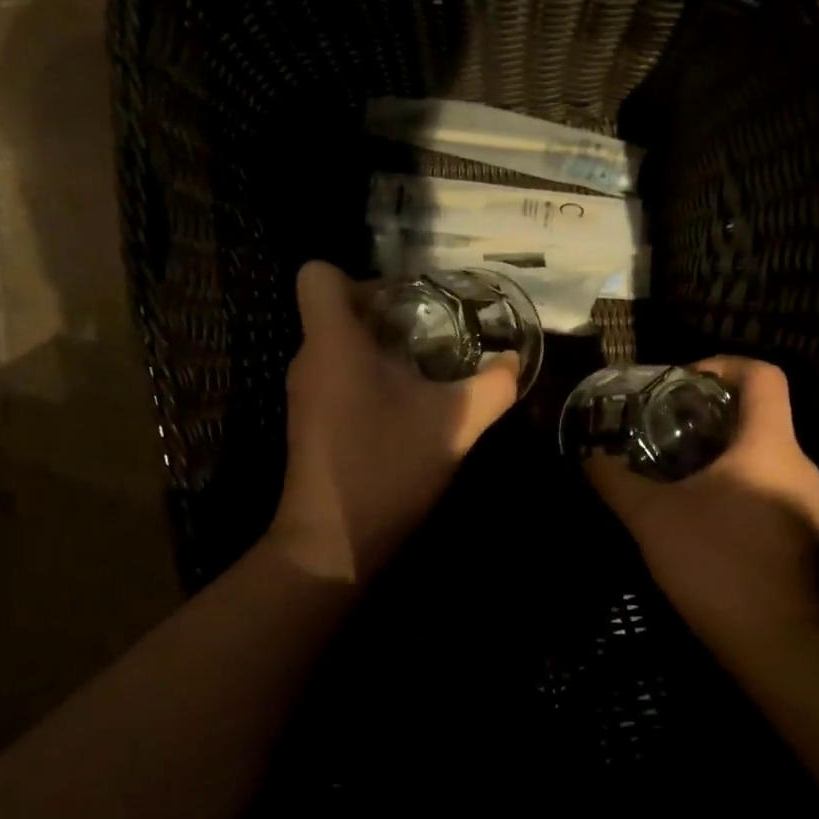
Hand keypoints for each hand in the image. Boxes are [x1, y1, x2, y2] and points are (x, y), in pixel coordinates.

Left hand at [268, 261, 519, 582]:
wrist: (333, 543)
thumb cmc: (386, 467)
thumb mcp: (454, 424)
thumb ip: (492, 387)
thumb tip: (515, 361)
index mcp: (333, 342)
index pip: (317, 275)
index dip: (358, 277)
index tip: (404, 303)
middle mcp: (309, 359)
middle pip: (334, 310)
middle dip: (384, 314)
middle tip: (432, 334)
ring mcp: (304, 393)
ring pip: (336, 346)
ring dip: (379, 350)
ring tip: (425, 372)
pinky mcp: (308, 422)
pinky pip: (335, 377)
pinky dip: (366, 380)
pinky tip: (404, 410)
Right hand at [584, 357, 818, 656]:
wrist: (775, 643)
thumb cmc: (715, 563)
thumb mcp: (652, 517)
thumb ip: (616, 481)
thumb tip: (589, 457)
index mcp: (769, 445)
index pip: (763, 376)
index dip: (721, 365)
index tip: (680, 383)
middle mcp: (797, 463)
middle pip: (759, 412)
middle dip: (708, 411)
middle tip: (661, 425)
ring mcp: (804, 501)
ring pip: (761, 451)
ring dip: (718, 449)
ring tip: (670, 465)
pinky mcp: (800, 531)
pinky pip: (766, 483)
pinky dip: (731, 480)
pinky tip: (695, 507)